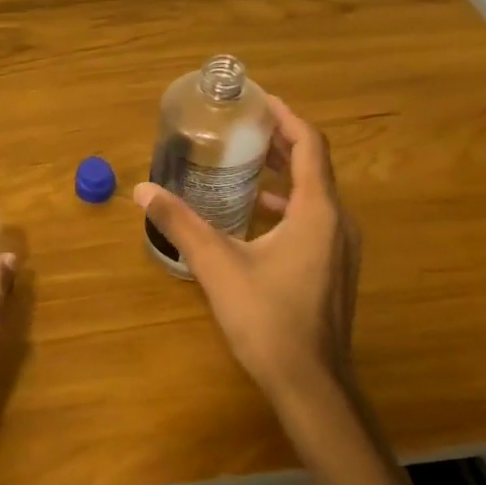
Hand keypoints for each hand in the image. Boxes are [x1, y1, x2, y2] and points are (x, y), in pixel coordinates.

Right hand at [133, 98, 360, 406]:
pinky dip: (290, 205)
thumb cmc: (268, 318)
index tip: (259, 101)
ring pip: (317, 195)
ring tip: (247, 166)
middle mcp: (339, 222)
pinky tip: (258, 217)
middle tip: (243, 129)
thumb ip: (181, 224)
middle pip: (315, 166)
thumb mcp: (218, 265)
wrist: (311, 383)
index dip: (286, 117)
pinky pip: (316, 219)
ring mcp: (342, 248)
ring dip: (285, 175)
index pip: (309, 145)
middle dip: (281, 143)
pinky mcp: (335, 270)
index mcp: (318, 211)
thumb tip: (143, 190)